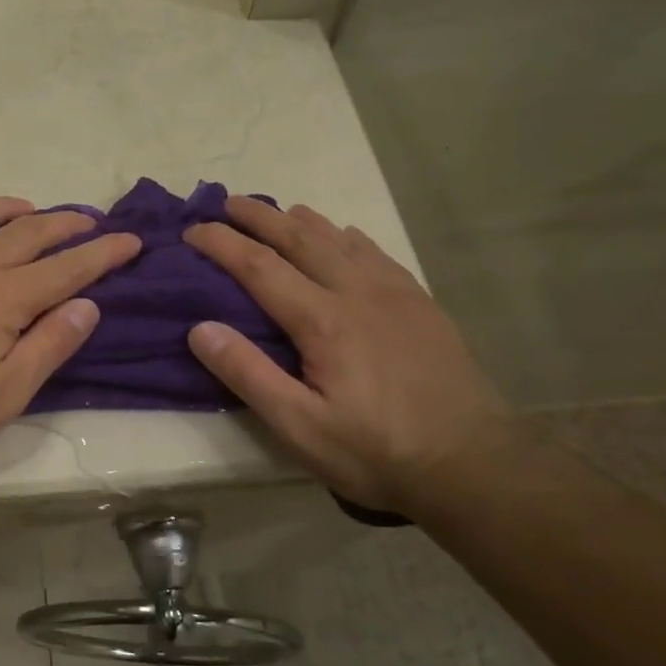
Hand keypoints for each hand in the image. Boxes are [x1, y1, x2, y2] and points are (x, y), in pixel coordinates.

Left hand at [0, 197, 141, 471]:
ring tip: (32, 210)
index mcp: (4, 297)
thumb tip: (88, 304)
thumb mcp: (5, 394)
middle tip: (90, 221)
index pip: (68, 267)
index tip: (131, 240)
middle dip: (67, 224)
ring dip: (14, 208)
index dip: (104, 253)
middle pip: (30, 231)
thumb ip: (50, 345)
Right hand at [184, 197, 510, 512]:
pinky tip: (344, 234)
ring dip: (303, 220)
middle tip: (227, 201)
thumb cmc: (375, 451)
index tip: (192, 230)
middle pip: (300, 239)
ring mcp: (394, 294)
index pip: (259, 266)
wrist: (473, 464)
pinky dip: (348, 236)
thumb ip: (248, 374)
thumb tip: (200, 329)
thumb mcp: (299, 427)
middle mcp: (357, 292)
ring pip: (340, 239)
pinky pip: (377, 253)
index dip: (222, 243)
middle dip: (259, 217)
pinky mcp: (420, 304)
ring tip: (278, 209)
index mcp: (323, 320)